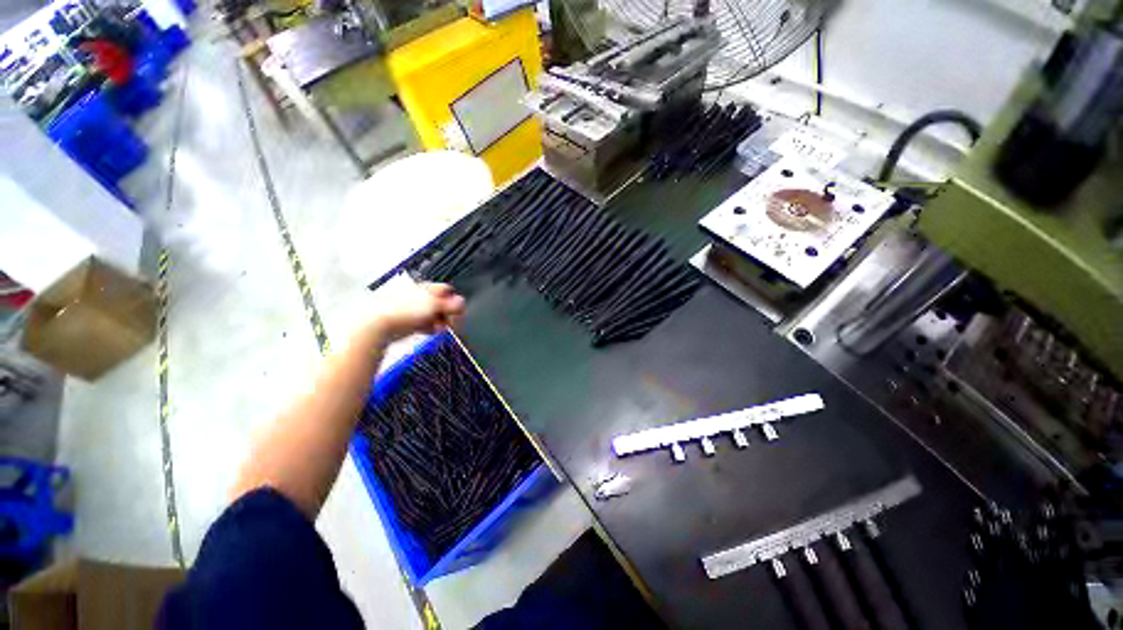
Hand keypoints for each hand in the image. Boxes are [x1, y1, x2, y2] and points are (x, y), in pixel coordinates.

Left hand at [365, 283, 464, 346]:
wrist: (379, 325)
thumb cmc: (405, 312)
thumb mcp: (434, 306)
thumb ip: (450, 304)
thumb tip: (462, 302)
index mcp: (425, 288)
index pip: (446, 290)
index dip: (454, 300)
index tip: (459, 312)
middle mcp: (419, 295)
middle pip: (441, 303)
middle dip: (447, 313)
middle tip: (451, 323)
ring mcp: (412, 308)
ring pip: (433, 314)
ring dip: (439, 322)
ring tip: (439, 329)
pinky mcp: (406, 320)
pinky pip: (423, 322)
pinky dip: (428, 327)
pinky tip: (428, 332)